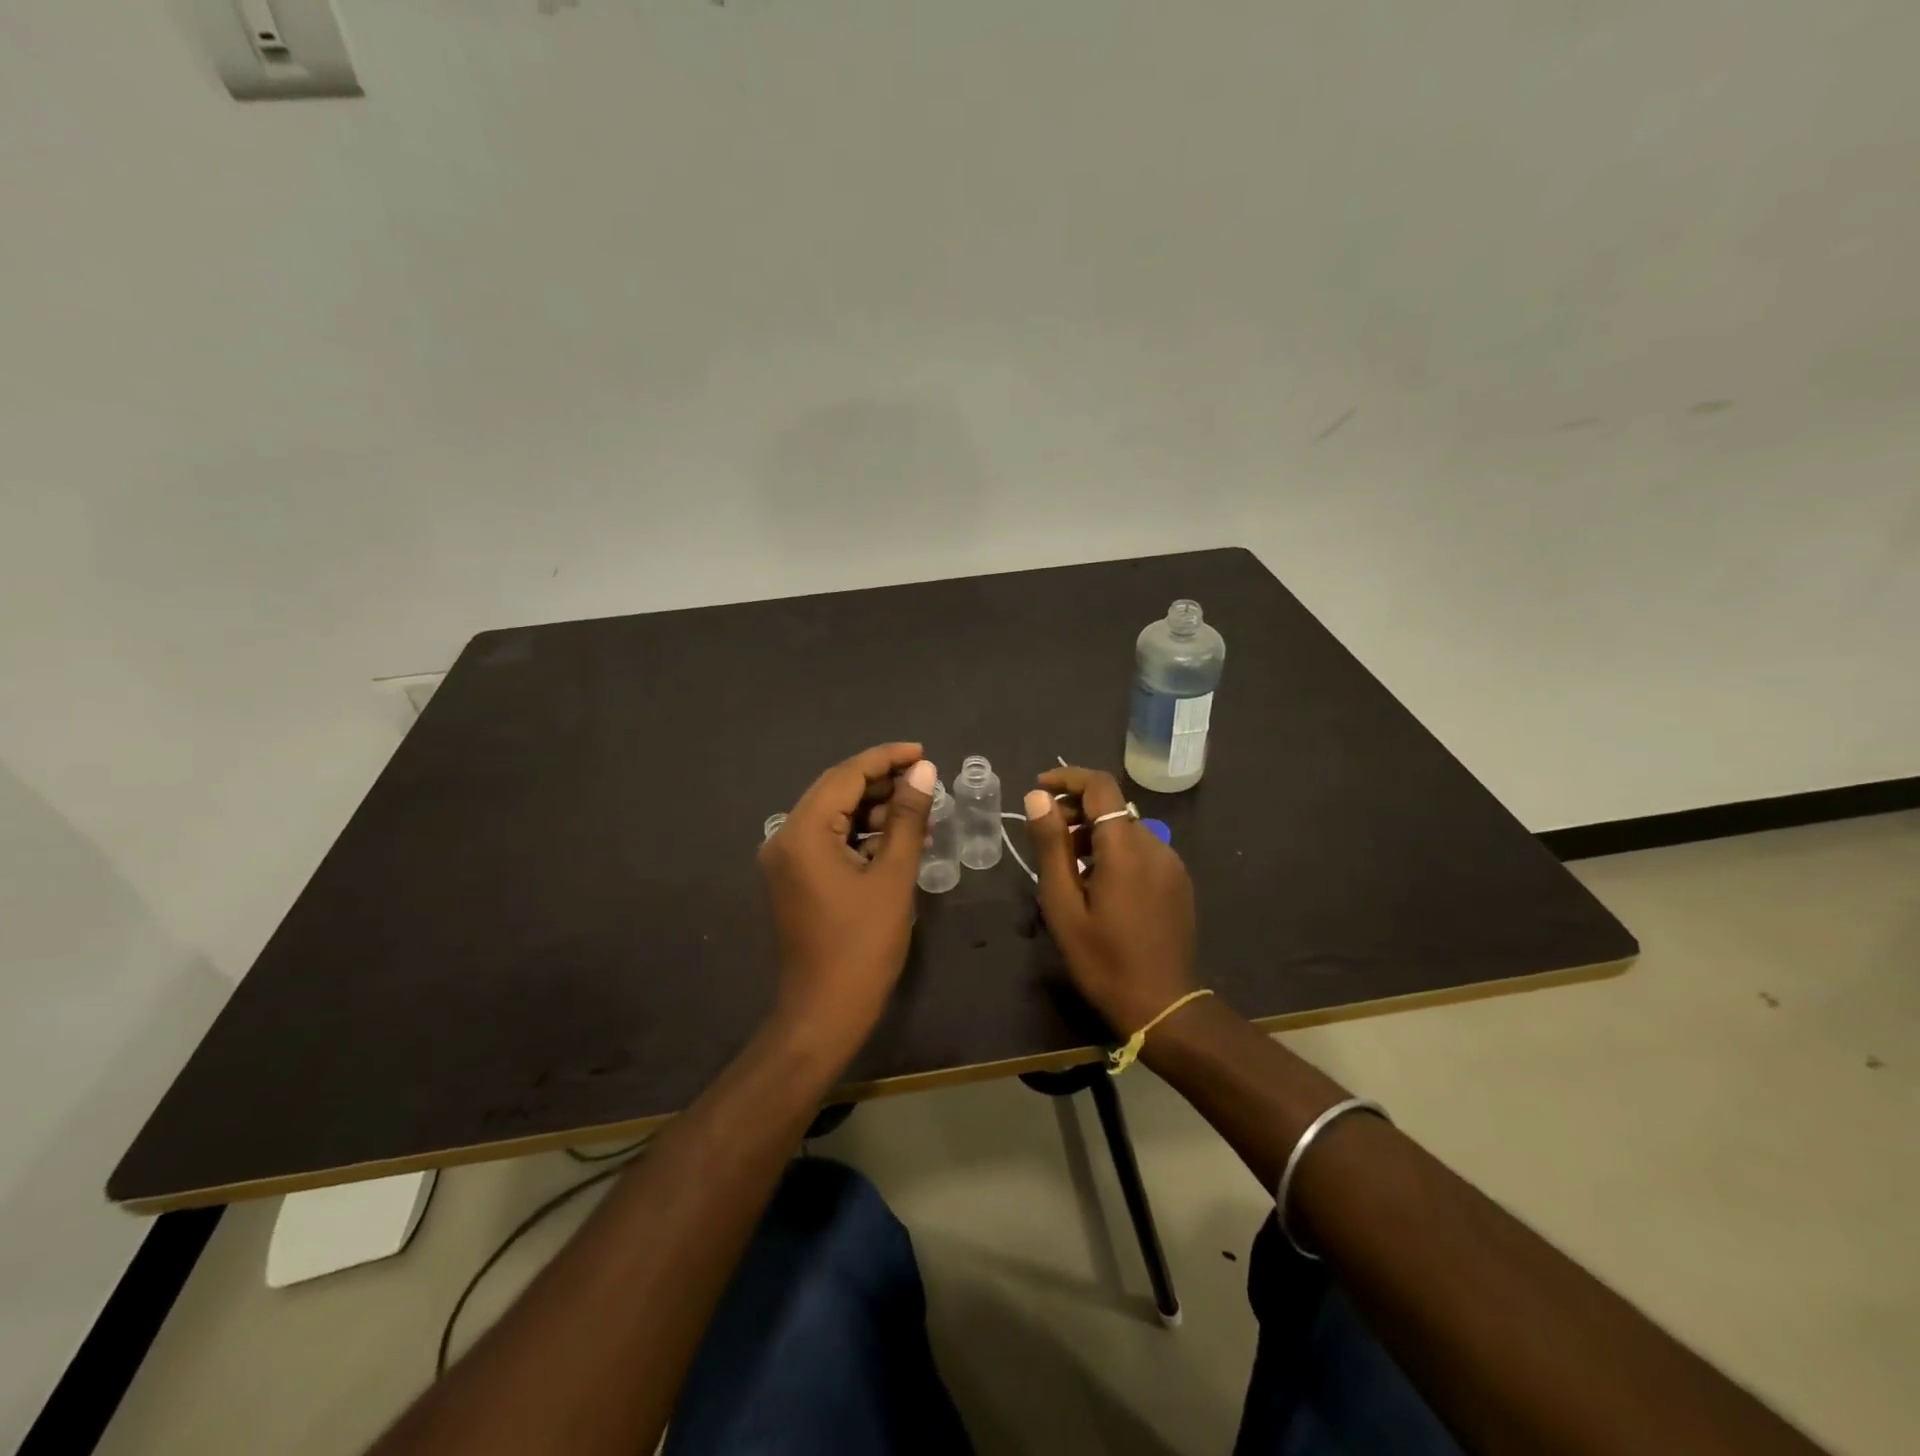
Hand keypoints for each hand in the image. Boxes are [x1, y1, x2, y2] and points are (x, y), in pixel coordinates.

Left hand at [758, 743, 936, 1048]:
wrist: (825, 1013)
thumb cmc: (863, 945)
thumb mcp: (893, 876)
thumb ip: (907, 817)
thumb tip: (924, 771)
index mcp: (802, 832)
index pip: (846, 775)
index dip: (886, 759)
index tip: (924, 754)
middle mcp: (785, 837)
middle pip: (837, 792)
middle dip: (883, 784)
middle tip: (927, 784)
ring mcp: (786, 860)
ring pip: (835, 817)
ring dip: (876, 812)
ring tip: (922, 817)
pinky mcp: (795, 879)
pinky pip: (830, 842)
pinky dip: (862, 838)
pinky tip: (898, 843)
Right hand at [1024, 766, 1198, 1036]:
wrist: (1163, 1005)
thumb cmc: (1103, 959)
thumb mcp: (1063, 905)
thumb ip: (1051, 846)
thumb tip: (1038, 798)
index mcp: (1126, 848)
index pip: (1100, 787)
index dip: (1067, 779)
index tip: (1038, 790)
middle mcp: (1155, 845)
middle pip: (1112, 807)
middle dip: (1076, 810)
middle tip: (1045, 836)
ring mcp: (1171, 864)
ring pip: (1127, 829)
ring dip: (1094, 833)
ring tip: (1066, 865)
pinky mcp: (1178, 882)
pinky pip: (1141, 850)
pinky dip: (1114, 851)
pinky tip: (1097, 883)